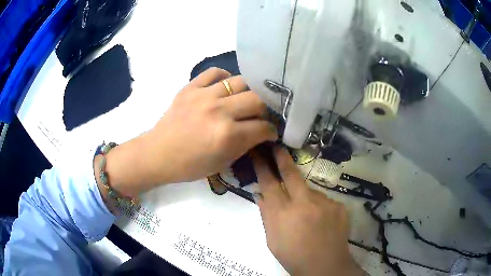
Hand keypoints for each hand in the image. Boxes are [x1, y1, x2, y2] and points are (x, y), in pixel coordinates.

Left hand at [100, 68, 277, 197]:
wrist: (158, 154)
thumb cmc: (190, 165)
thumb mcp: (223, 162)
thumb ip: (245, 144)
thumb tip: (261, 132)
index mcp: (227, 135)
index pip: (262, 127)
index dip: (271, 130)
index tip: (271, 132)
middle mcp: (219, 111)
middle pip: (257, 99)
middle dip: (265, 109)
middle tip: (260, 115)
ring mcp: (203, 95)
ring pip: (240, 81)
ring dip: (248, 92)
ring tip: (245, 99)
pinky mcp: (190, 87)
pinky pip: (214, 72)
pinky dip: (225, 77)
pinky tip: (226, 86)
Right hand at [252, 147, 364, 275]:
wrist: (325, 266)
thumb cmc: (293, 256)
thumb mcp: (272, 240)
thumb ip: (267, 215)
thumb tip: (260, 195)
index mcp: (283, 213)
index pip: (269, 183)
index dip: (262, 166)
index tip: (257, 153)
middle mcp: (304, 203)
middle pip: (290, 174)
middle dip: (281, 158)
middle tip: (276, 146)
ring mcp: (324, 202)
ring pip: (309, 190)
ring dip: (304, 196)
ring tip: (307, 216)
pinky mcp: (338, 205)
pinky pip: (324, 200)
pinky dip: (319, 207)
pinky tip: (320, 221)